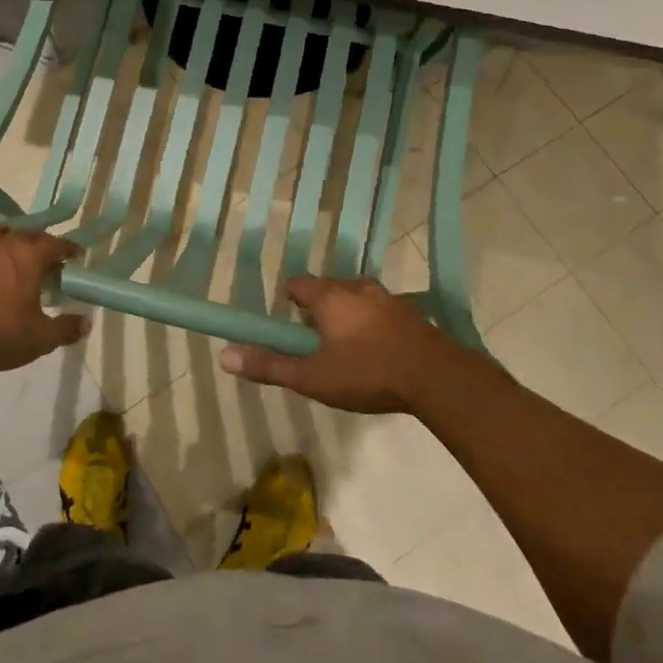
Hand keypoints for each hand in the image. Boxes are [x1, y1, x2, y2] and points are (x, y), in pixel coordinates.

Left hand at [0, 221, 85, 379]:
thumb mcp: (40, 339)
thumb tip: (86, 322)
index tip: (75, 257)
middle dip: (39, 246)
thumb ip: (67, 328)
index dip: (68, 249)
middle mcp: (4, 241)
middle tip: (43, 264)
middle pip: (28, 235)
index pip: (56, 244)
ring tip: (10, 253)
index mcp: (30, 257)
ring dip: (8, 239)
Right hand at [218, 276, 458, 413]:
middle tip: (317, 342)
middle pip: (327, 288)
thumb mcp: (312, 377)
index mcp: (329, 296)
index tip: (291, 327)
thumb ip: (270, 366)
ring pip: (356, 297)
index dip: (290, 302)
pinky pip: (382, 310)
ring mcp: (388, 297)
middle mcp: (356, 287)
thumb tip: (225, 356)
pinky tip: (380, 351)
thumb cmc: (367, 374)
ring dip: (348, 314)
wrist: (437, 378)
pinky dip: (374, 323)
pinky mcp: (411, 312)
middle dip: (318, 309)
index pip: (297, 284)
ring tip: (348, 347)